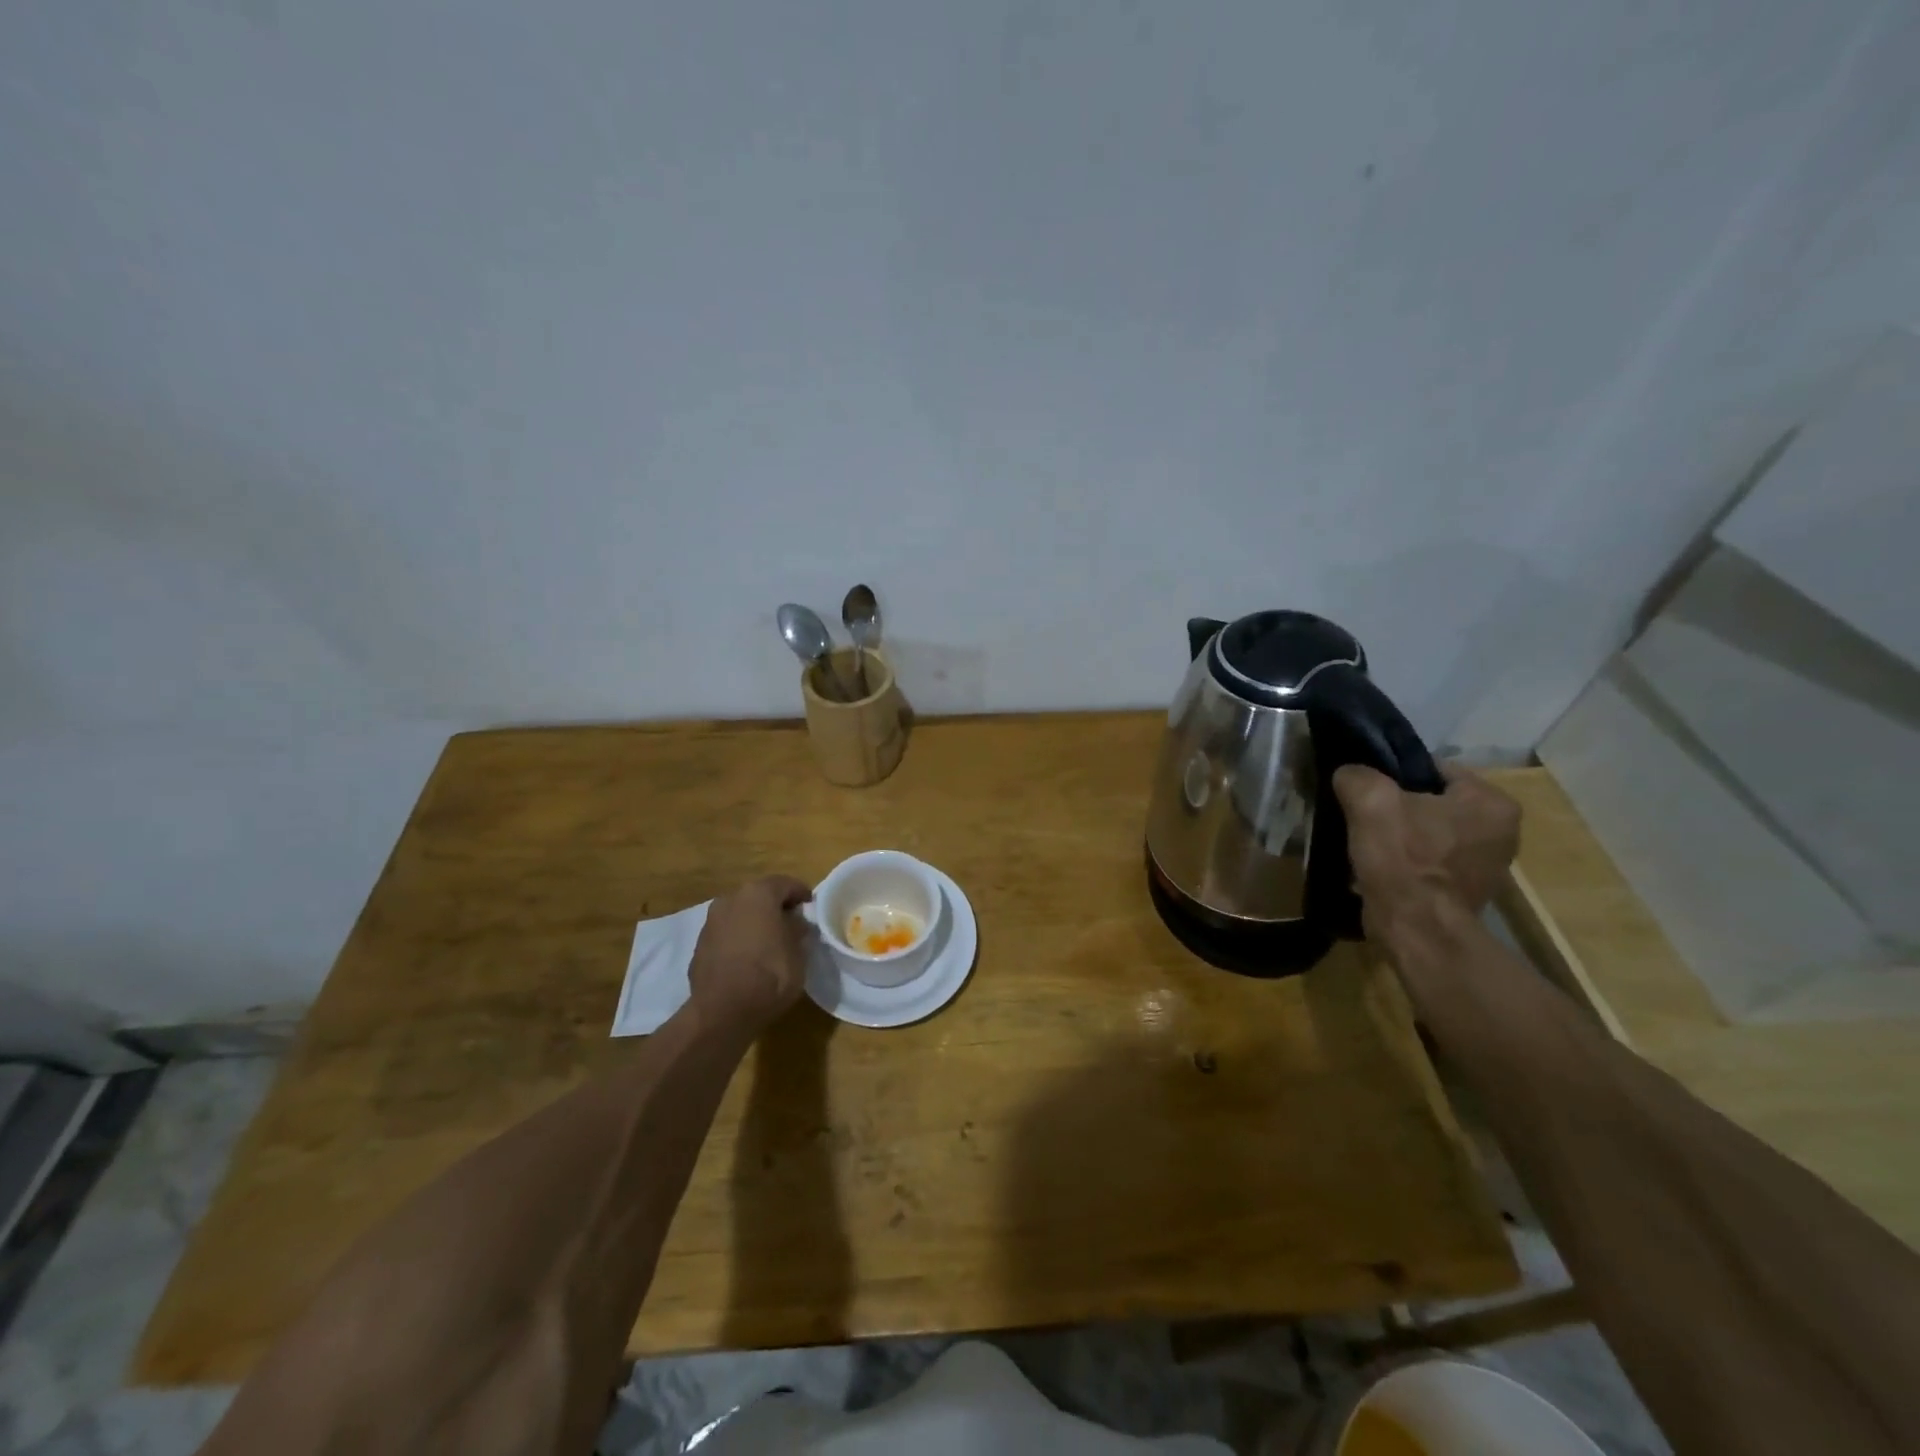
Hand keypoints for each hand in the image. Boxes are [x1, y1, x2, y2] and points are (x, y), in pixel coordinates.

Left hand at [687, 875, 815, 1035]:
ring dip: (755, 921)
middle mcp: (732, 899)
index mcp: (759, 894)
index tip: (811, 906)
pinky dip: (739, 938)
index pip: (786, 884)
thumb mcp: (798, 953)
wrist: (721, 1012)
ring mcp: (712, 921)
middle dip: (776, 906)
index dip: (801, 893)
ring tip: (770, 941)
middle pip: (760, 895)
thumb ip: (797, 930)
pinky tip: (749, 957)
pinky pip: (727, 932)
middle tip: (792, 923)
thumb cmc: (769, 976)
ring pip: (741, 913)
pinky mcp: (699, 944)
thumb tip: (795, 922)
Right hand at [1332, 762, 1519, 946]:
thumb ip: (1357, 775)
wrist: (1417, 930)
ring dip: (1399, 835)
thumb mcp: (1370, 801)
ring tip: (1366, 842)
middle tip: (1363, 815)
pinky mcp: (1466, 891)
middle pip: (1432, 801)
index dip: (1393, 774)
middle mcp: (1502, 831)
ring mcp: (1486, 865)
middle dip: (1397, 806)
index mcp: (1491, 802)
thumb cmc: (1404, 859)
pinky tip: (1379, 866)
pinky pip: (1428, 860)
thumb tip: (1350, 774)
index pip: (1433, 768)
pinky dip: (1405, 860)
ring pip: (1428, 832)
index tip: (1365, 789)